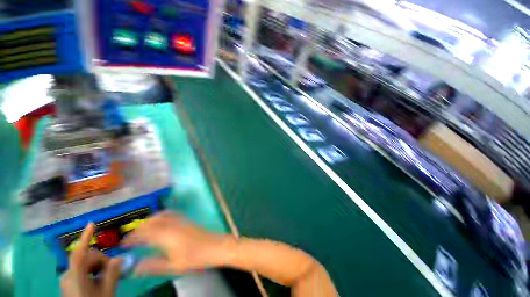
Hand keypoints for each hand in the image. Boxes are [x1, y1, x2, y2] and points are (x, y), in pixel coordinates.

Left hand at [61, 223, 121, 296]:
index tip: (91, 223)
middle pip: (87, 258)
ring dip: (97, 267)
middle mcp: (68, 275)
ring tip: (105, 279)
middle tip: (112, 272)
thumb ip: (112, 274)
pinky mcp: (68, 283)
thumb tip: (119, 258)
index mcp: (76, 277)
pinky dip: (91, 272)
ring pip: (85, 264)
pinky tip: (97, 281)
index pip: (80, 253)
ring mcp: (66, 279)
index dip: (85, 237)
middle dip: (101, 261)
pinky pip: (81, 271)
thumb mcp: (107, 292)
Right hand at [121, 212, 232, 275]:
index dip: (132, 238)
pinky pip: (171, 214)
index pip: (144, 234)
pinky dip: (161, 216)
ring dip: (149, 221)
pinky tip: (161, 223)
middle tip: (131, 239)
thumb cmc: (196, 258)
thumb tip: (135, 267)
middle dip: (138, 229)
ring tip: (143, 230)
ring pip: (161, 216)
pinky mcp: (187, 220)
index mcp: (166, 236)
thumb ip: (153, 265)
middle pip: (151, 222)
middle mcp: (172, 225)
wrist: (216, 246)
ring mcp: (181, 221)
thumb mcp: (173, 266)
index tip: (122, 244)